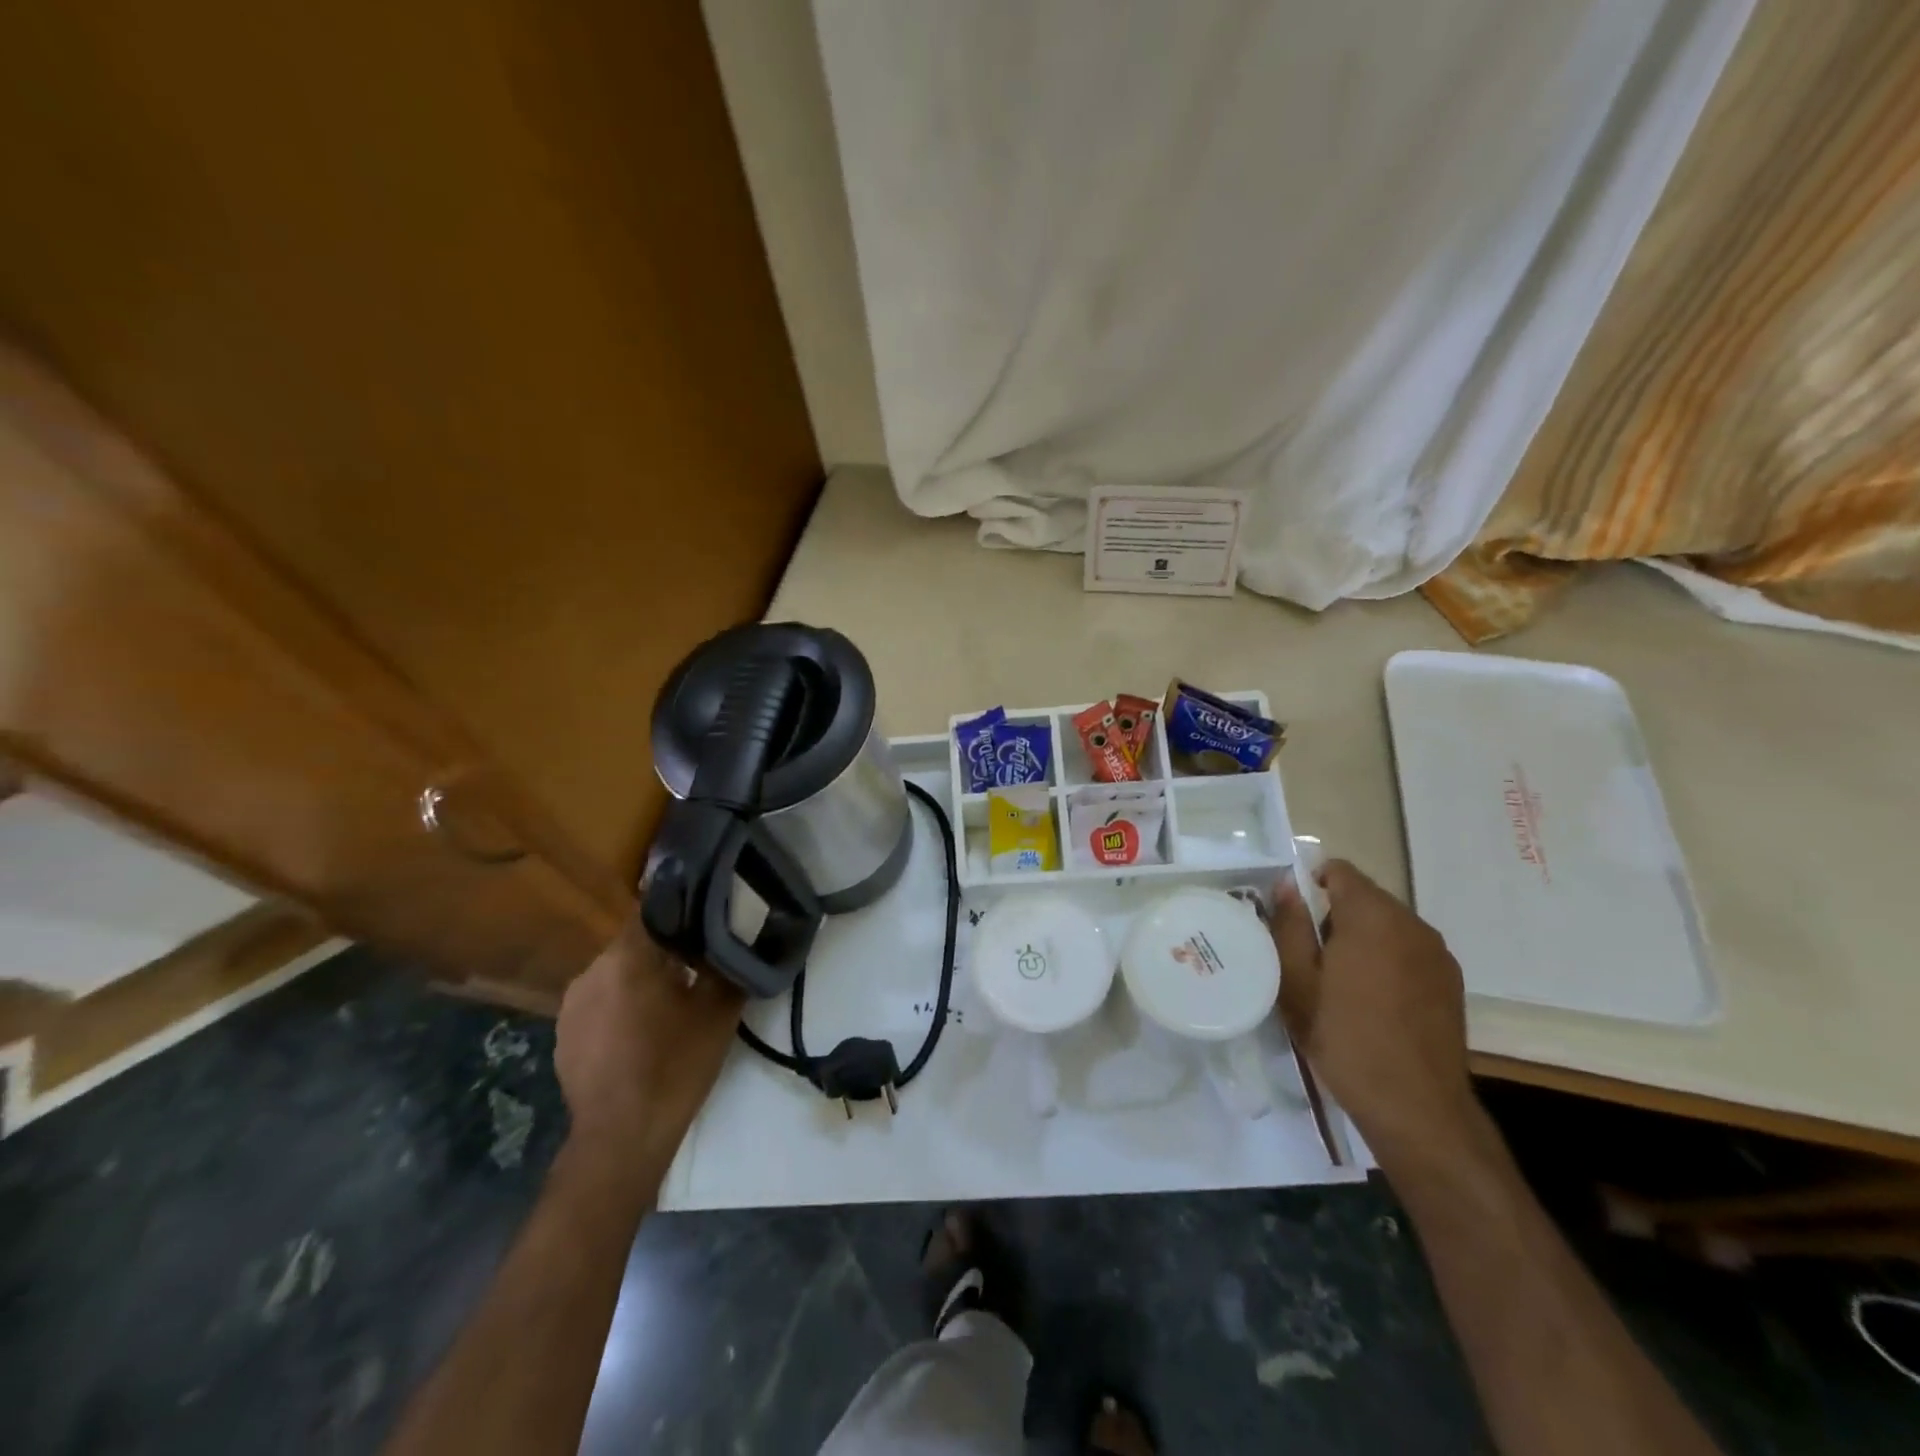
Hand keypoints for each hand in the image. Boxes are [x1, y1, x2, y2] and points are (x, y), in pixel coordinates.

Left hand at [554, 915, 743, 1195]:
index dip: (683, 911)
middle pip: (635, 944)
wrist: (621, 1138)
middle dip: (665, 951)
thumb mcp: (718, 1011)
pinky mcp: (563, 1035)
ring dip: (641, 980)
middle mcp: (591, 970)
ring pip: (616, 974)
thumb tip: (734, 937)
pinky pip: (599, 1003)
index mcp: (627, 957)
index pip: (654, 910)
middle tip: (697, 967)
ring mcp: (571, 1004)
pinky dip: (621, 1007)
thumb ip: (725, 964)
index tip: (706, 921)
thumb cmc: (675, 1066)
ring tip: (671, 1002)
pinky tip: (642, 1033)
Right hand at [1271, 859, 1478, 1167]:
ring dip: (1361, 938)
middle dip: (1333, 914)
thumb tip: (1286, 886)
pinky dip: (1386, 959)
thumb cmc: (1345, 1037)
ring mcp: (1437, 954)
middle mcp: (1412, 924)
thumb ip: (1289, 925)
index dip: (1309, 884)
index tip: (1291, 918)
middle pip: (1364, 897)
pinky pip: (1408, 951)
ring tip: (1338, 980)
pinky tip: (1372, 999)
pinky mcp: (1451, 982)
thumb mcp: (1297, 982)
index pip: (1339, 871)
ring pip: (1387, 925)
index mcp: (1373, 916)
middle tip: (1308, 955)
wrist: (1416, 1107)